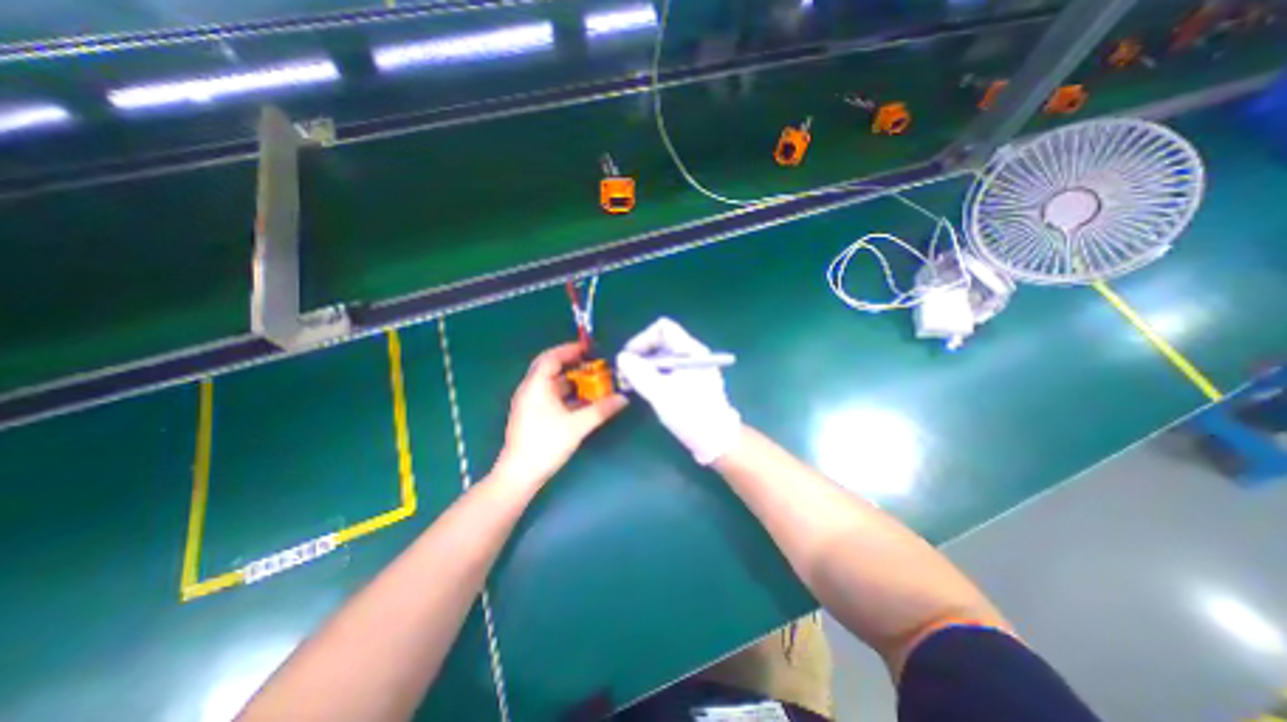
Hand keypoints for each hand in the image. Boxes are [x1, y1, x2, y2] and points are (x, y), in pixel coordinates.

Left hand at [494, 342, 629, 486]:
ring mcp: (529, 403)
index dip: (570, 350)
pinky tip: (582, 402)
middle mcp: (530, 389)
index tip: (588, 349)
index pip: (551, 357)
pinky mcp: (532, 415)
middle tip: (592, 364)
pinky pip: (551, 396)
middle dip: (572, 365)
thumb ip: (601, 410)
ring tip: (592, 382)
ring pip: (552, 384)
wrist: (519, 474)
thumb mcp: (577, 426)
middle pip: (550, 368)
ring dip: (571, 381)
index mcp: (536, 385)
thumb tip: (623, 399)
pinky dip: (566, 395)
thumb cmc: (546, 444)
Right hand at [614, 319, 737, 465]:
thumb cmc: (690, 415)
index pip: (663, 328)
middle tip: (626, 374)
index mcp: (690, 350)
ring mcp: (695, 368)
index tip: (628, 358)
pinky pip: (670, 369)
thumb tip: (622, 357)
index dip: (642, 339)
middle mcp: (694, 354)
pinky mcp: (693, 381)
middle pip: (662, 341)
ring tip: (632, 384)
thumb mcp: (660, 394)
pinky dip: (655, 375)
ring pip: (664, 356)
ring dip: (646, 366)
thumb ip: (639, 373)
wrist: (717, 440)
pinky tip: (647, 390)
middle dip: (641, 354)